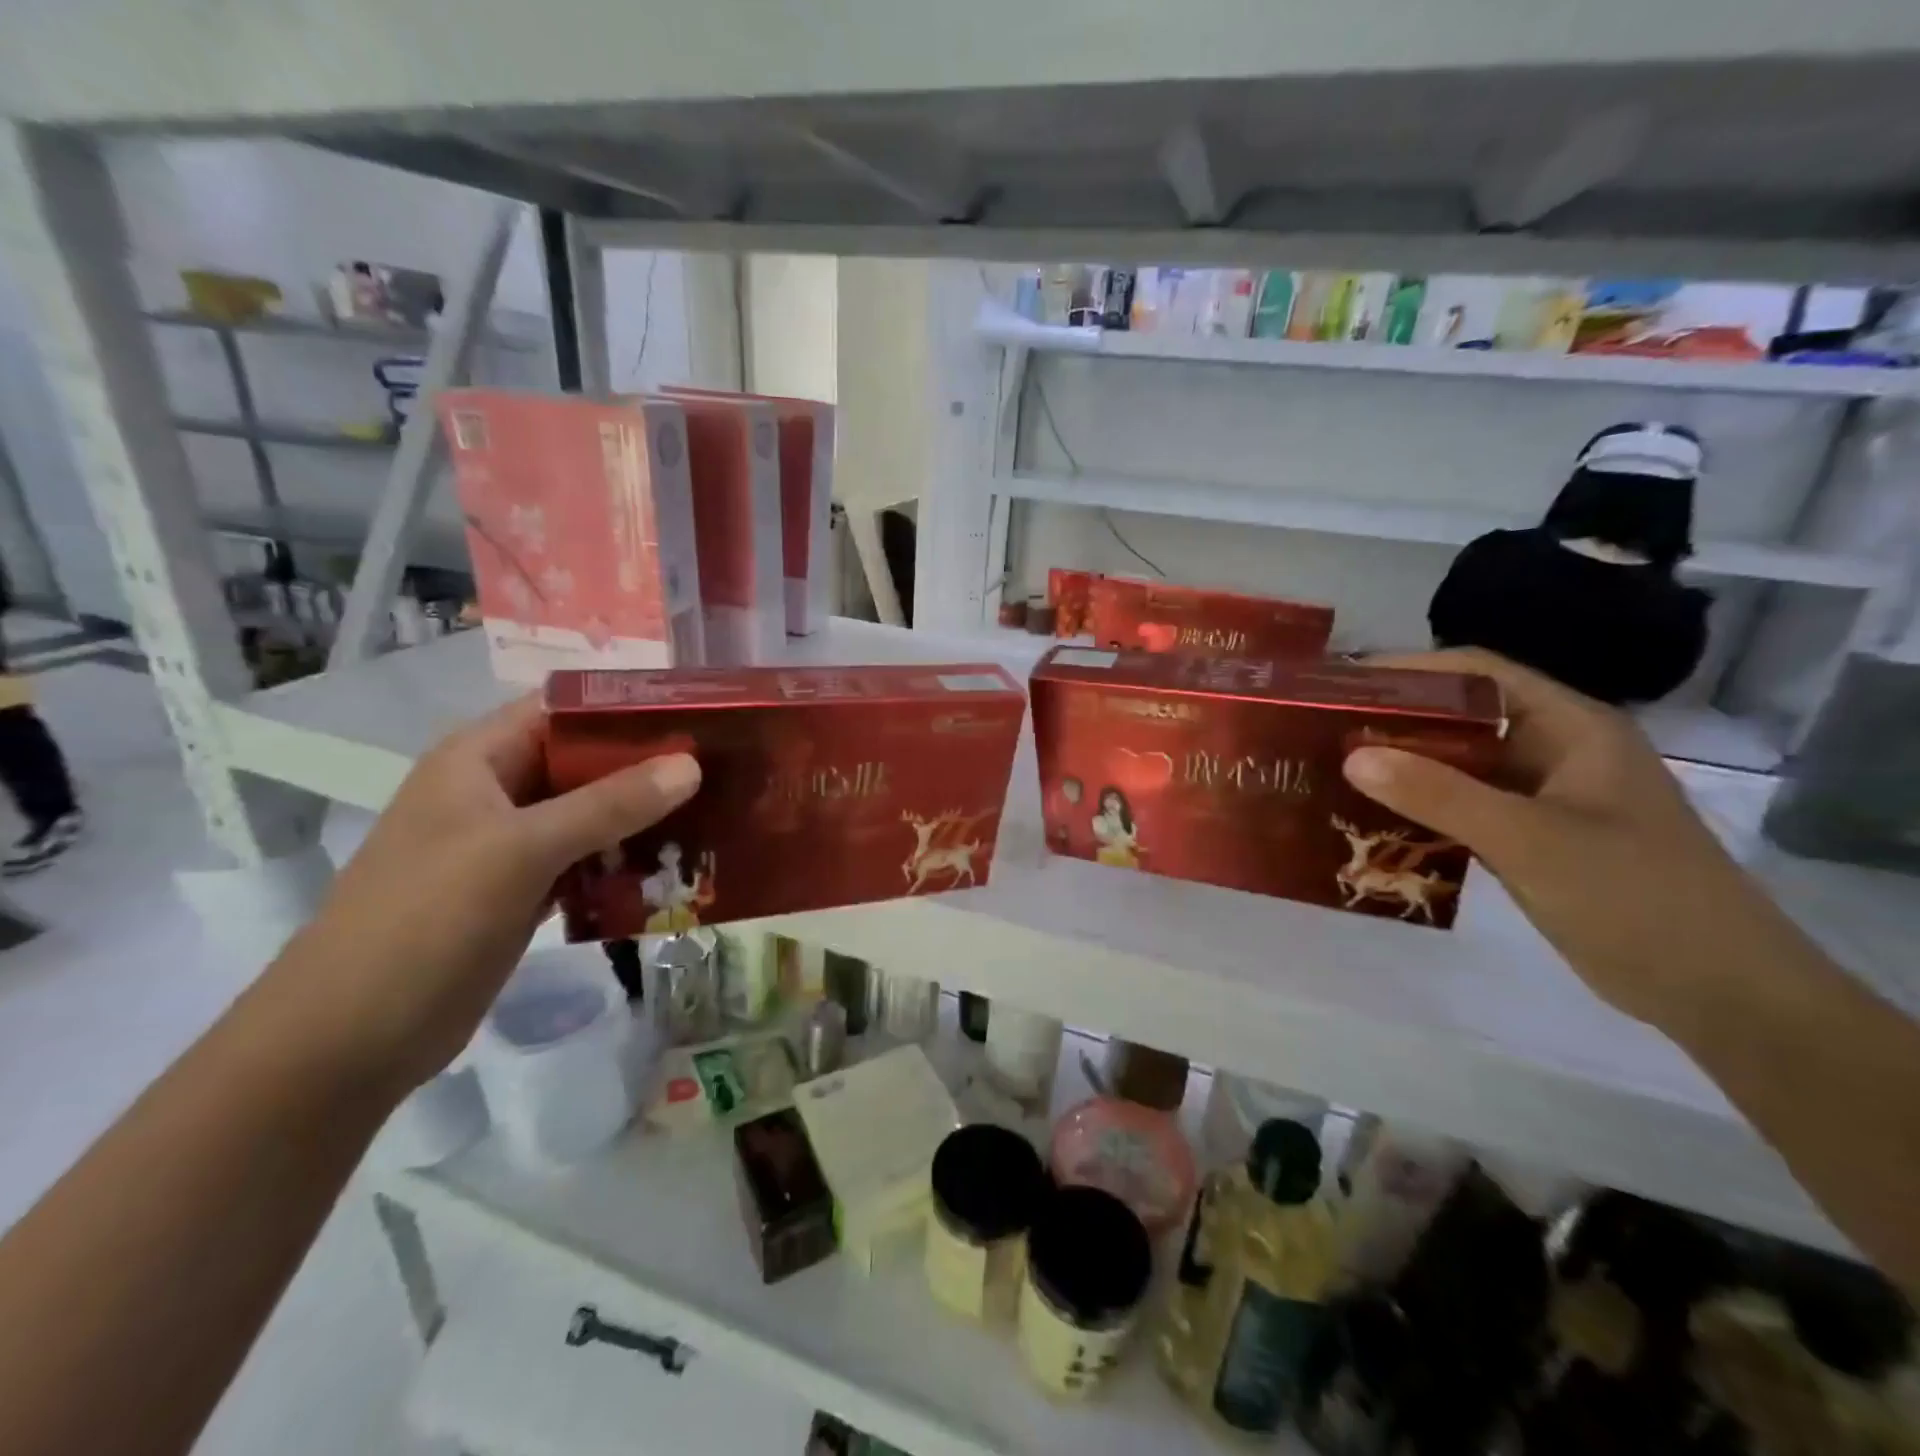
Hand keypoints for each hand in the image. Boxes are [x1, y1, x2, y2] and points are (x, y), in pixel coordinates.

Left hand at [263, 696, 699, 1097]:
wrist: (349, 1039)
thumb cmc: (426, 920)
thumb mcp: (521, 850)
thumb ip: (610, 804)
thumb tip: (692, 764)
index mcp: (480, 758)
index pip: (565, 709)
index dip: (629, 708)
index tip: (699, 718)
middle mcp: (497, 791)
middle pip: (586, 761)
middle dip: (650, 766)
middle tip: (723, 770)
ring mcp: (510, 844)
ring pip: (592, 813)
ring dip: (645, 816)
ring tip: (716, 815)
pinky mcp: (523, 891)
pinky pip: (587, 860)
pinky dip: (626, 861)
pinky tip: (676, 867)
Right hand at [1341, 648, 1780, 1026]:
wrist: (1721, 992)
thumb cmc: (1634, 897)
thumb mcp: (1530, 840)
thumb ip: (1440, 795)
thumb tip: (1352, 757)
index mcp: (1571, 727)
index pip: (1479, 674)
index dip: (1410, 670)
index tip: (1342, 682)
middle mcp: (1556, 750)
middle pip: (1463, 717)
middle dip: (1395, 719)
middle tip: (1323, 729)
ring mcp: (1546, 797)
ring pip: (1460, 765)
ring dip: (1404, 767)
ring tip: (1334, 770)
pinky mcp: (1534, 838)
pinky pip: (1464, 807)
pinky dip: (1421, 808)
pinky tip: (1374, 818)